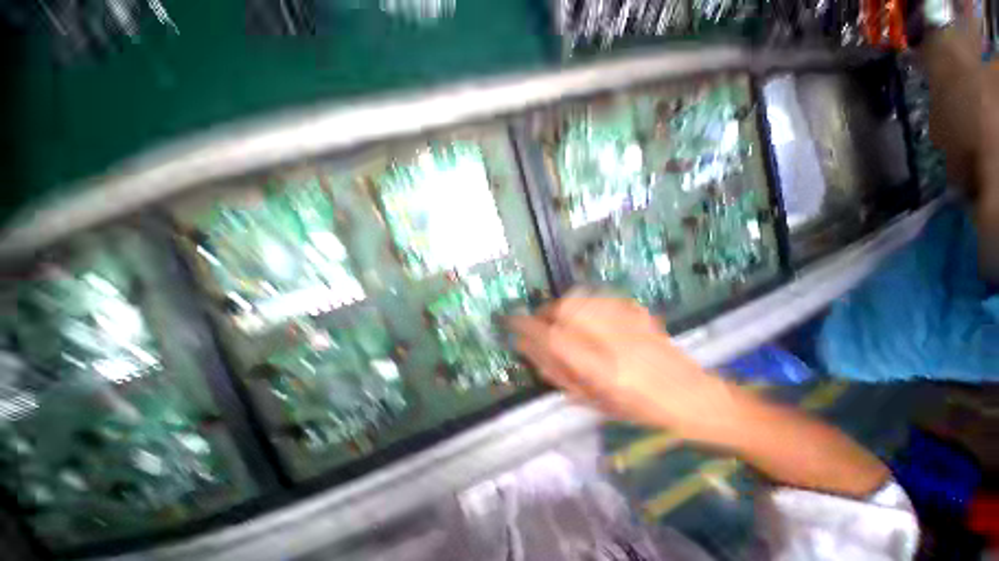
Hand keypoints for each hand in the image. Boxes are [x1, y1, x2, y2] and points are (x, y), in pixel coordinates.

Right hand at [508, 296, 737, 438]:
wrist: (694, 396)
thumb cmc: (641, 411)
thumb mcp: (594, 402)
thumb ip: (557, 373)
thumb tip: (527, 348)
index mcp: (604, 371)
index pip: (553, 338)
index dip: (527, 326)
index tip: (510, 321)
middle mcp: (616, 341)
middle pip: (567, 308)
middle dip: (546, 312)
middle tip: (542, 324)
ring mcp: (630, 322)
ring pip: (581, 298)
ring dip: (563, 306)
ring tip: (562, 320)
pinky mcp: (638, 311)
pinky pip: (599, 297)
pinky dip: (584, 302)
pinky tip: (587, 315)